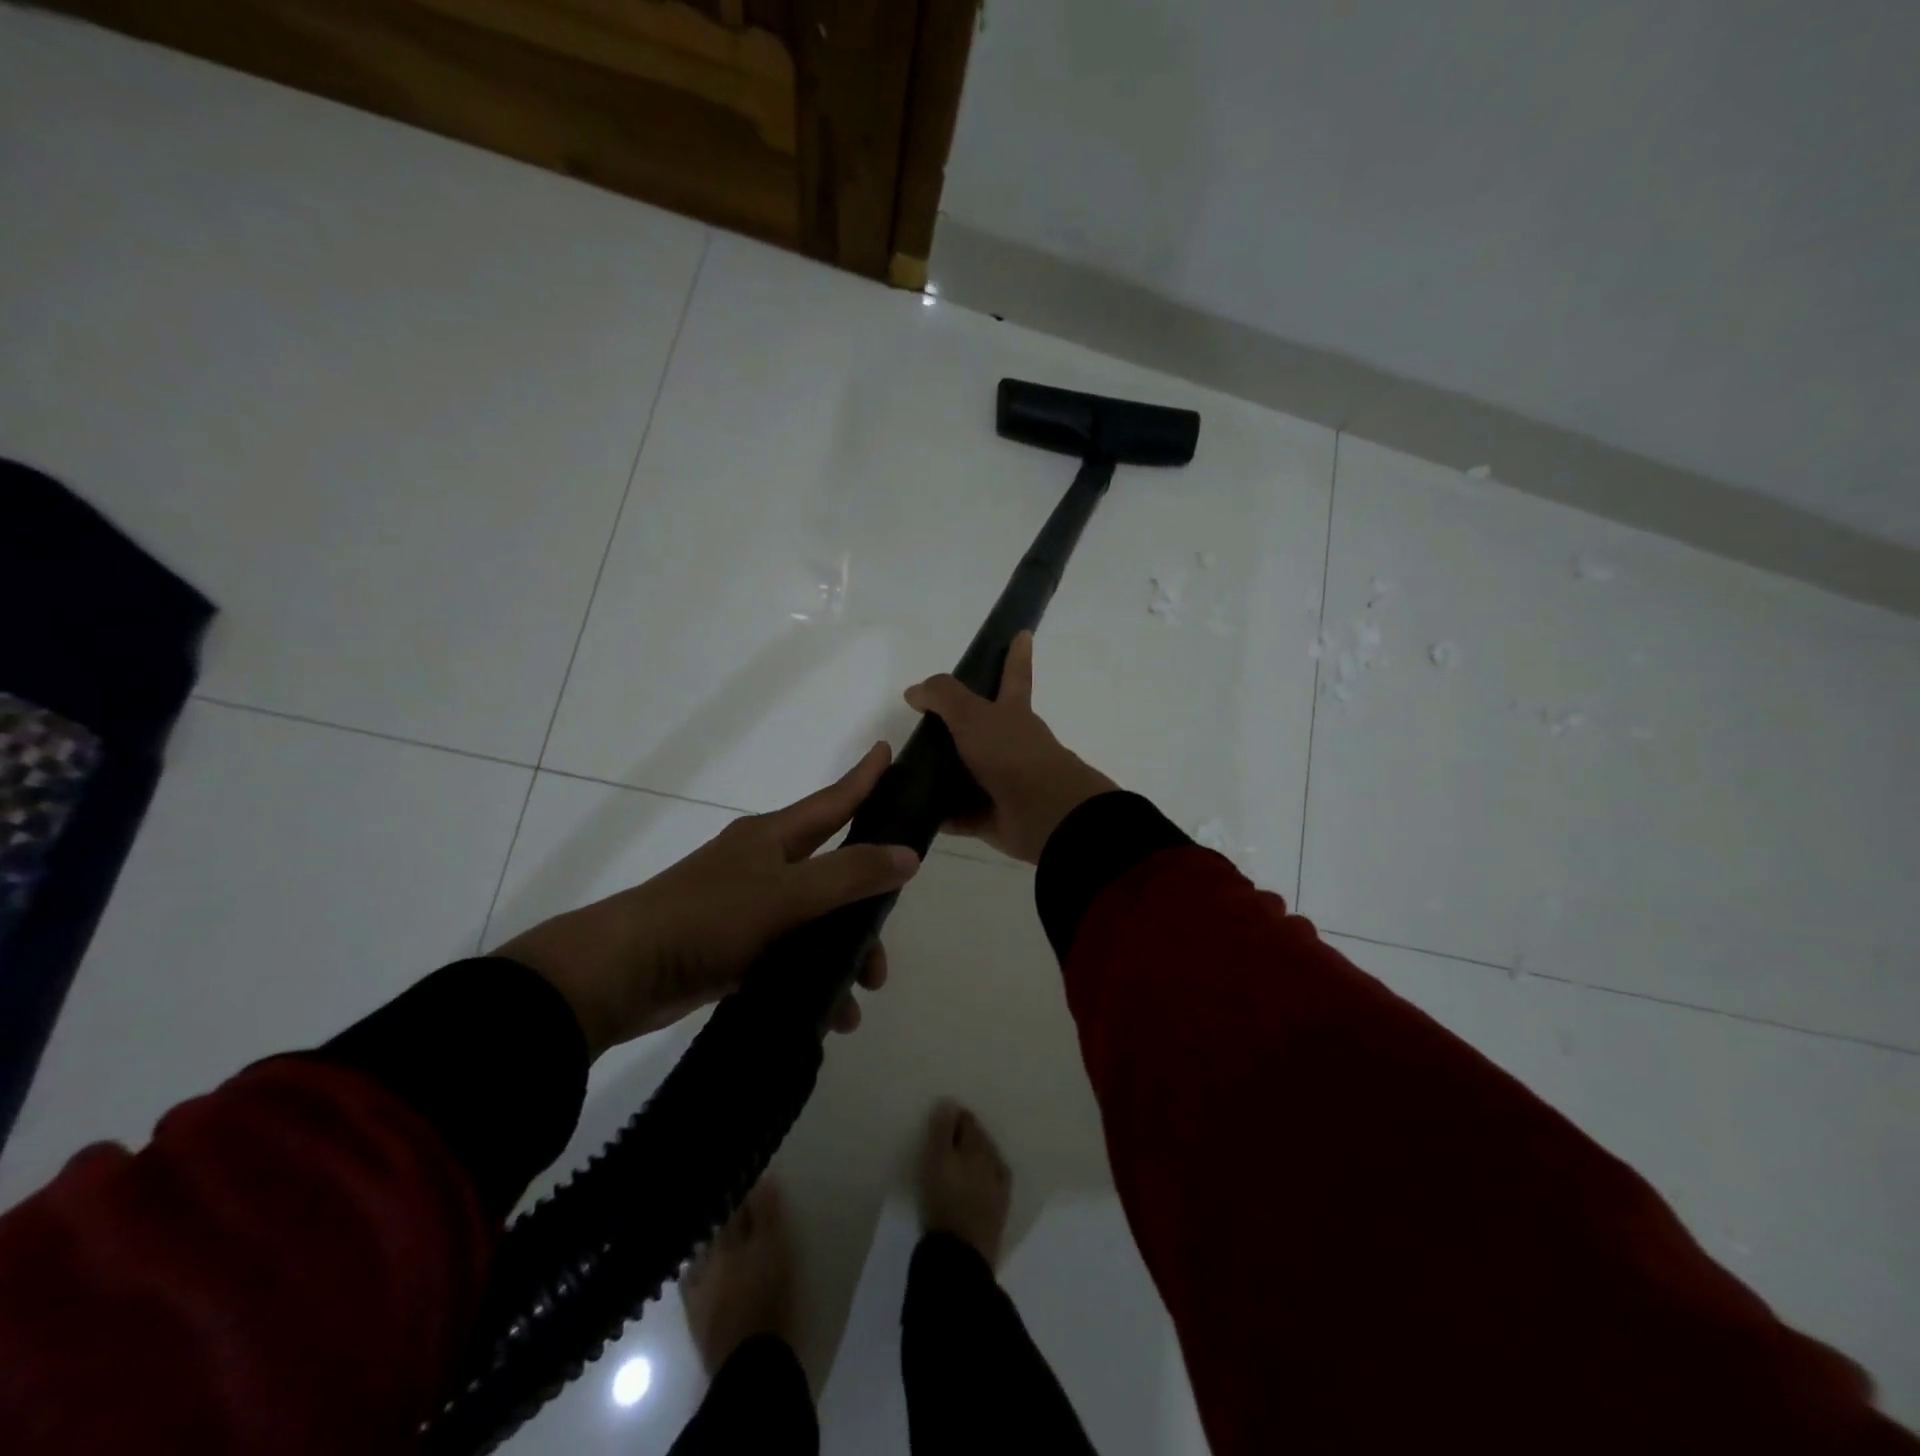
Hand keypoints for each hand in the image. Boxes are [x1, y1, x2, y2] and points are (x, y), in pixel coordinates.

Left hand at [499, 744, 918, 1057]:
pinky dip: (812, 979)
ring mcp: (747, 909)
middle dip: (865, 906)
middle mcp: (763, 866)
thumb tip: (910, 855)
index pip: (832, 801)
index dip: (864, 778)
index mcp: (772, 838)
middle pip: (832, 873)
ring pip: (814, 922)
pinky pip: (790, 957)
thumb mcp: (787, 895)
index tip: (889, 751)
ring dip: (842, 955)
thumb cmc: (707, 918)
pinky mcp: (734, 949)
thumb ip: (850, 875)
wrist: (621, 973)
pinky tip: (829, 1014)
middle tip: (884, 940)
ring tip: (859, 996)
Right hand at [904, 632, 1117, 864]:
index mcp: (1013, 713)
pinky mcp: (993, 817)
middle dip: (959, 726)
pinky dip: (942, 814)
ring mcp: (1004, 782)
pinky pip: (961, 814)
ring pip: (968, 773)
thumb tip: (915, 692)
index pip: (1014, 675)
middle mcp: (1011, 745)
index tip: (1022, 634)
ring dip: (944, 774)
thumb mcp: (974, 715)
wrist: (1045, 814)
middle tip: (925, 726)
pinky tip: (914, 811)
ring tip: (906, 771)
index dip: (1016, 655)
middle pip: (982, 729)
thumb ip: (944, 697)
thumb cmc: (1012, 754)